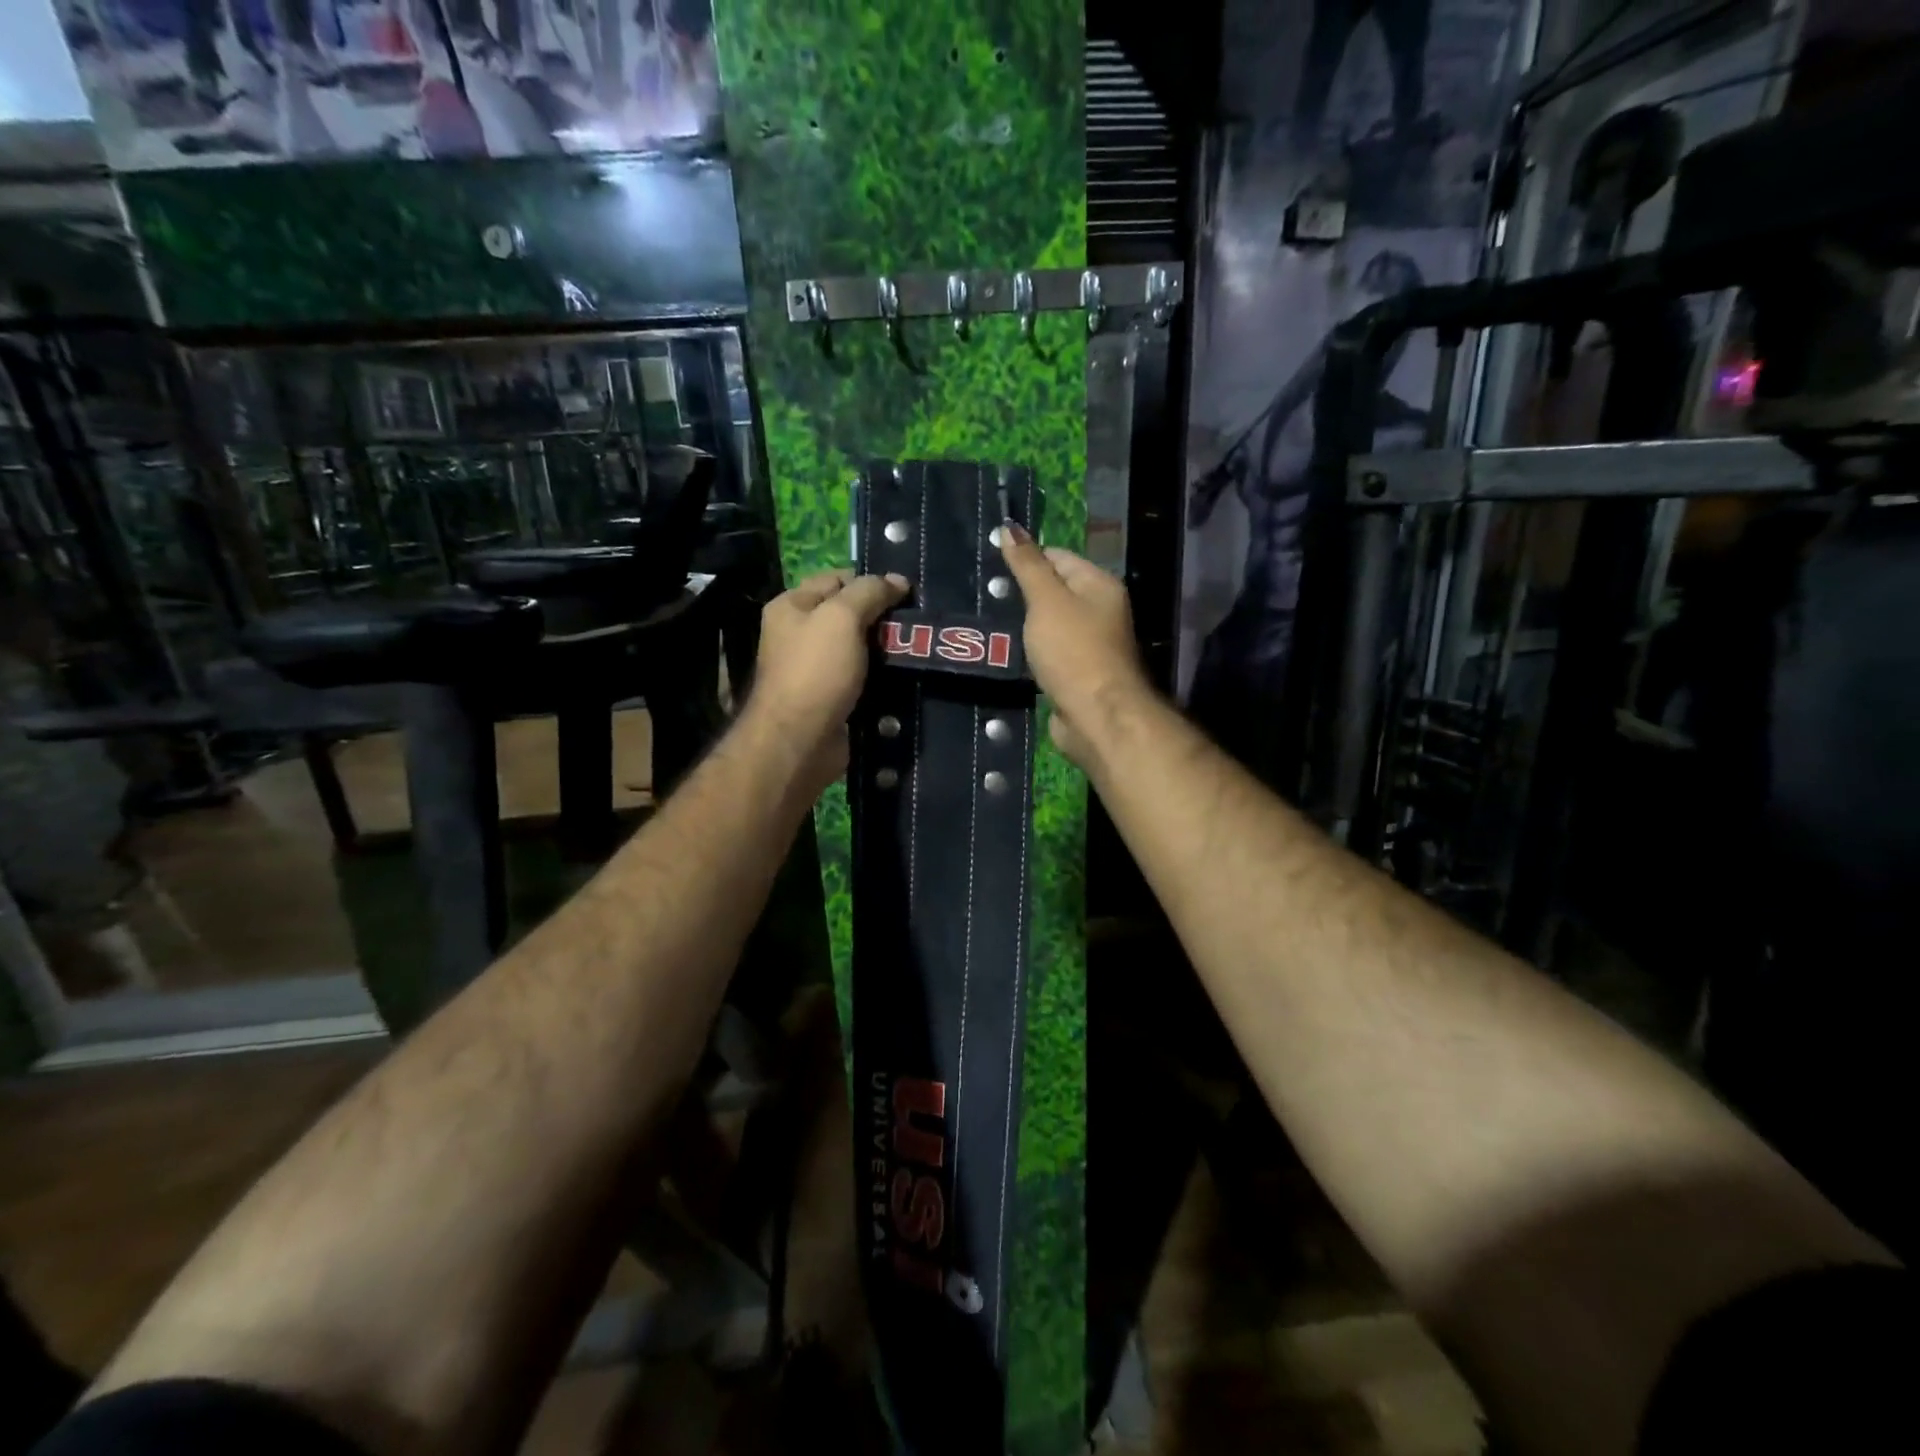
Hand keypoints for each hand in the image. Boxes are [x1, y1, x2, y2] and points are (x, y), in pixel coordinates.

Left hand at [747, 569, 908, 794]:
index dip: (870, 581)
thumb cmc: (815, 671)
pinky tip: (905, 676)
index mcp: (791, 606)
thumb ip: (870, 592)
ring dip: (885, 649)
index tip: (906, 592)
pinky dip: (881, 677)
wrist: (800, 741)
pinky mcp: (831, 698)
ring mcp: (815, 669)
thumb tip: (898, 580)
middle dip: (881, 616)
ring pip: (859, 649)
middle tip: (917, 621)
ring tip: (918, 648)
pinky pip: (862, 679)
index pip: (836, 579)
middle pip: (848, 614)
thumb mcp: (842, 618)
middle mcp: (799, 635)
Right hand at [997, 524, 1149, 768]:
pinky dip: (1030, 654)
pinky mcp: (1077, 674)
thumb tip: (1010, 526)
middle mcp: (1100, 611)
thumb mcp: (1046, 600)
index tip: (990, 566)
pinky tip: (1007, 654)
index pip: (1058, 556)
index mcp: (1099, 585)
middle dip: (1022, 595)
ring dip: (1024, 628)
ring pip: (1049, 626)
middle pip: (1054, 591)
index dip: (1026, 558)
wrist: (1096, 716)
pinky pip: (1048, 655)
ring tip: (988, 625)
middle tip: (983, 598)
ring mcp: (1090, 645)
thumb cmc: (1073, 650)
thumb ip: (1028, 565)